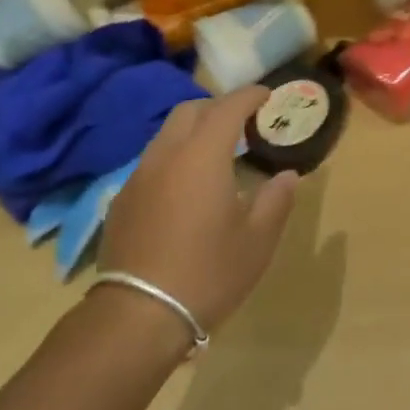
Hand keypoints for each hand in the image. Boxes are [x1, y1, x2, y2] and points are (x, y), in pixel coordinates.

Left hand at [99, 87, 298, 334]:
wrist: (139, 315)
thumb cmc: (208, 273)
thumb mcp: (257, 241)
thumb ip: (275, 200)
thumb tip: (287, 175)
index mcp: (202, 156)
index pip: (227, 108)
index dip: (249, 96)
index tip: (267, 95)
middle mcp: (165, 155)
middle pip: (189, 111)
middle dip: (218, 107)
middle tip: (243, 123)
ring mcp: (138, 177)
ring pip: (166, 135)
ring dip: (193, 132)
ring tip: (216, 155)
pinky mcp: (122, 201)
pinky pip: (152, 163)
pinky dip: (174, 158)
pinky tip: (186, 189)